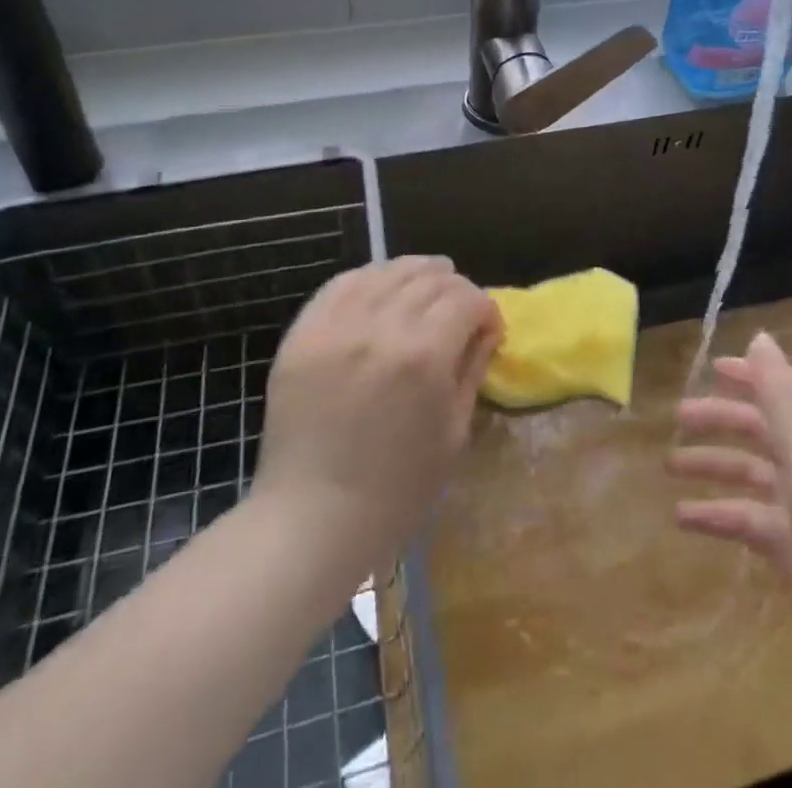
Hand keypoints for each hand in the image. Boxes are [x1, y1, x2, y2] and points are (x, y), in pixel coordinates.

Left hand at [250, 257, 501, 593]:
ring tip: (425, 290)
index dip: (486, 309)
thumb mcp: (454, 431)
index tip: (488, 330)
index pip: (468, 299)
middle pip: (431, 278)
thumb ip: (472, 367)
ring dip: (416, 275)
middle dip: (456, 289)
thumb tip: (485, 329)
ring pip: (388, 271)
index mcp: (424, 355)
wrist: (312, 519)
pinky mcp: (303, 332)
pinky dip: (370, 278)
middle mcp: (380, 327)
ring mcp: (336, 326)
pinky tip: (381, 290)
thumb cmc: (397, 489)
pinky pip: (342, 283)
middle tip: (460, 313)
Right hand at [669, 331, 791, 624]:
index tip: (713, 368)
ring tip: (669, 465)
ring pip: (748, 472)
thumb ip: (779, 391)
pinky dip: (714, 514)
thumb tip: (759, 336)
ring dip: (710, 465)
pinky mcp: (787, 544)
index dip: (754, 375)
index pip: (788, 389)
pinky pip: (744, 518)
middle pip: (761, 427)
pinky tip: (681, 517)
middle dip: (720, 419)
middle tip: (678, 417)